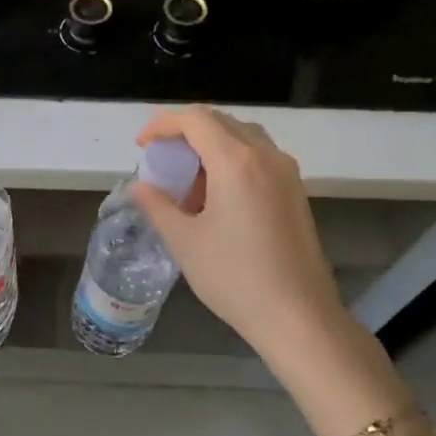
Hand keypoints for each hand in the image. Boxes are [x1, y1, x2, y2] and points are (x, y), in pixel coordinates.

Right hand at [130, 107, 346, 363]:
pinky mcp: (295, 193)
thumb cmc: (235, 277)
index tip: (141, 146)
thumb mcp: (184, 241)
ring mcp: (286, 173)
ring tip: (187, 182)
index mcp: (236, 162)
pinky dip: (231, 162)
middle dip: (185, 134)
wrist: (297, 315)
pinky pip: (258, 158)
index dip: (162, 125)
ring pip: (243, 138)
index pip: (195, 120)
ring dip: (210, 147)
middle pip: (220, 122)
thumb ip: (157, 206)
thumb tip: (138, 187)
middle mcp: (266, 156)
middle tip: (160, 161)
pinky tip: (216, 198)